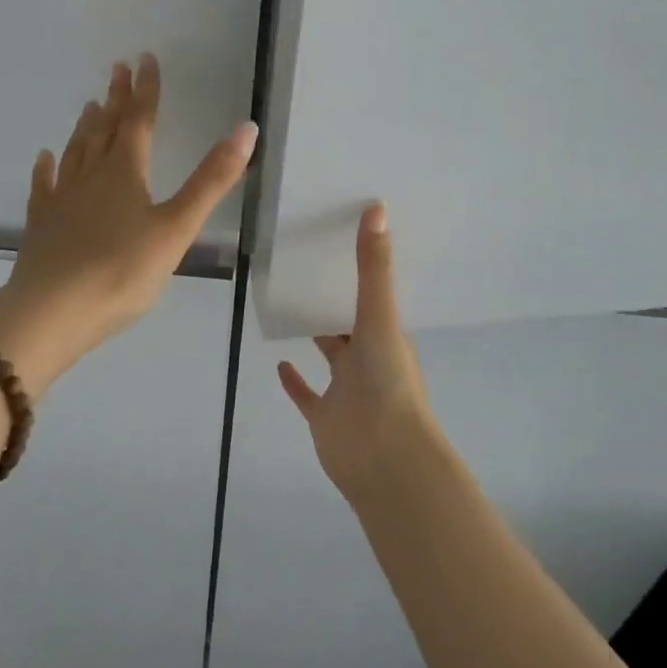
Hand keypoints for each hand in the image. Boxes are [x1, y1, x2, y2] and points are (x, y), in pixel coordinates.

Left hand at [0, 54, 255, 391]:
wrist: (50, 313)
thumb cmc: (122, 271)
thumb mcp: (177, 227)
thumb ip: (211, 180)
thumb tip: (247, 129)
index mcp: (125, 173)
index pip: (139, 120)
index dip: (145, 89)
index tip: (145, 58)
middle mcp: (91, 176)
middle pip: (105, 129)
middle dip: (115, 98)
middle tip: (117, 68)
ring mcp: (62, 199)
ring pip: (77, 152)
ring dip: (86, 126)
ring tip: (90, 104)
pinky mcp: (41, 224)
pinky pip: (44, 186)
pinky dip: (47, 168)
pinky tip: (45, 158)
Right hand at [278, 203, 436, 501]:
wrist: (385, 459)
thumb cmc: (387, 382)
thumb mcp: (380, 316)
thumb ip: (373, 267)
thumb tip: (377, 208)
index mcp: (385, 334)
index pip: (372, 294)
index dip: (360, 269)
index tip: (339, 238)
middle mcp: (368, 357)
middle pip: (349, 321)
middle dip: (334, 298)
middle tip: (305, 262)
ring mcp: (345, 389)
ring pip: (330, 354)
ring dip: (316, 333)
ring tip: (288, 302)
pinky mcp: (324, 416)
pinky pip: (307, 394)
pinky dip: (294, 380)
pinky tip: (279, 361)